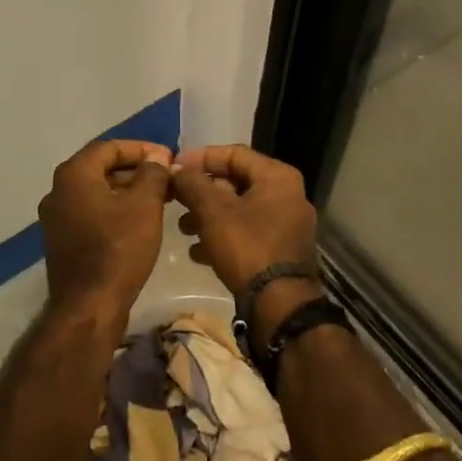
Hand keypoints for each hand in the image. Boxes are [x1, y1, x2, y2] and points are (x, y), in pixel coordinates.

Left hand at [37, 139, 171, 323]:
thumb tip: (156, 157)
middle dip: (135, 170)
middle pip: (100, 168)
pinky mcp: (62, 240)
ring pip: (96, 192)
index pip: (109, 147)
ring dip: (126, 190)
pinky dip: (114, 209)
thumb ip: (152, 173)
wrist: (89, 307)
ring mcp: (56, 218)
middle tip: (165, 177)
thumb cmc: (118, 249)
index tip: (167, 157)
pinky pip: (90, 212)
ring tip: (159, 199)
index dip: (141, 149)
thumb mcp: (144, 206)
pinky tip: (139, 222)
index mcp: (73, 174)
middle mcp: (58, 190)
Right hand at [168, 145, 317, 297]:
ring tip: (184, 230)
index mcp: (277, 177)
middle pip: (236, 181)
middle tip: (175, 200)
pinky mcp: (282, 249)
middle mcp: (287, 194)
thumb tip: (175, 168)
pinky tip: (199, 253)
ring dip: (208, 215)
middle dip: (202, 192)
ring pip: (239, 209)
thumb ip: (192, 184)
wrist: (281, 306)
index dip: (200, 158)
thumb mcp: (213, 212)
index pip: (233, 153)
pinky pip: (248, 231)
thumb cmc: (248, 248)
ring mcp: (287, 223)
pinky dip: (224, 235)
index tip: (174, 167)